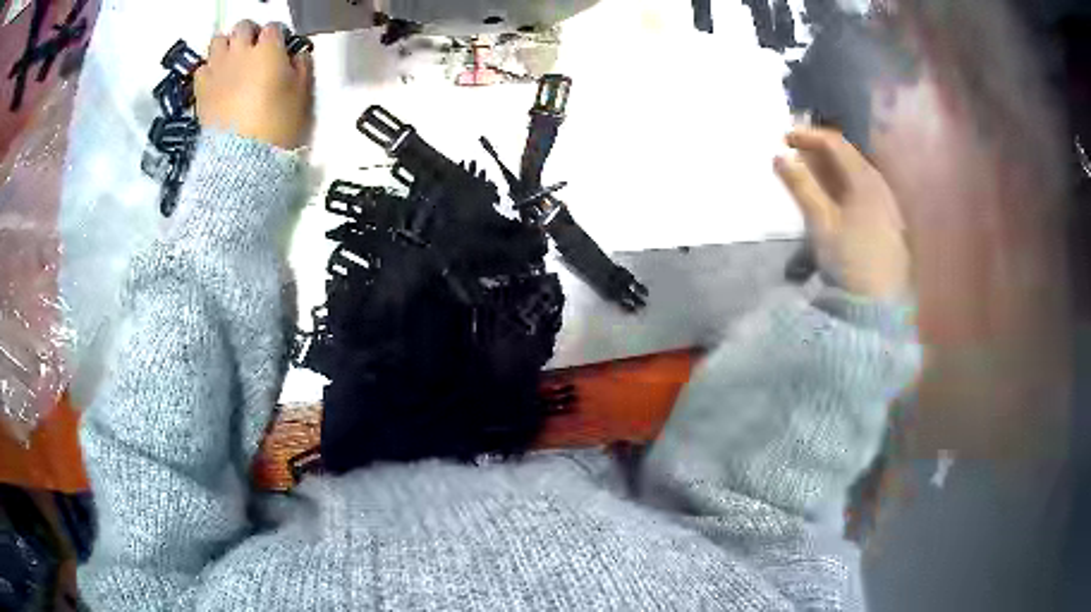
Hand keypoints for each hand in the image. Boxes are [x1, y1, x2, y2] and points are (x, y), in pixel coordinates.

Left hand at [194, 21, 313, 149]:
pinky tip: (216, 80)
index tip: (279, 50)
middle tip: (254, 51)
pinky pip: (202, 67)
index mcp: (269, 49)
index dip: (277, 37)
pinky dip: (209, 69)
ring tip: (232, 62)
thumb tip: (296, 55)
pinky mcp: (201, 89)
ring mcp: (217, 69)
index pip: (273, 28)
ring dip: (226, 46)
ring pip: (218, 41)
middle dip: (249, 35)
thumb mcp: (302, 95)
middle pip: (243, 27)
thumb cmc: (278, 125)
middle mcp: (240, 52)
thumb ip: (301, 67)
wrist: (242, 159)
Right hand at [774, 128, 910, 300]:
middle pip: (849, 156)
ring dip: (833, 169)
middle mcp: (881, 186)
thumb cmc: (849, 261)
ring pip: (858, 174)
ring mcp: (889, 205)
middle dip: (820, 151)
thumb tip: (780, 156)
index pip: (835, 144)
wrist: (878, 307)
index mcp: (865, 181)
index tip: (784, 139)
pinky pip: (866, 191)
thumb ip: (801, 187)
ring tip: (812, 176)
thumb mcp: (821, 223)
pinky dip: (846, 185)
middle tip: (796, 155)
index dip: (808, 136)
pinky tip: (837, 200)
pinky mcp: (890, 223)